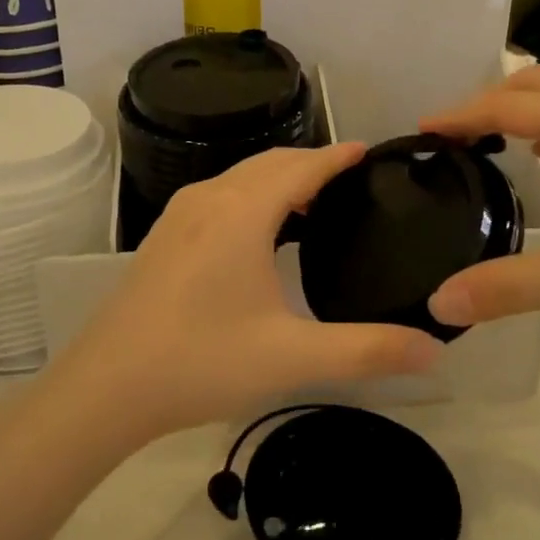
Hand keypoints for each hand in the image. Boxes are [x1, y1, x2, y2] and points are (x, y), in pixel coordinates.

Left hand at [48, 144, 442, 441]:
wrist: (105, 388)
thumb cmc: (202, 362)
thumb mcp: (292, 356)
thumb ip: (368, 350)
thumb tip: (434, 349)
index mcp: (242, 212)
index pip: (302, 167)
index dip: (338, 156)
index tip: (370, 151)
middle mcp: (210, 199)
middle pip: (270, 163)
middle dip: (312, 163)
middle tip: (352, 180)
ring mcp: (180, 216)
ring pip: (241, 177)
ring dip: (280, 179)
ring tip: (314, 204)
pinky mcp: (163, 237)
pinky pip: (220, 195)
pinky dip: (252, 195)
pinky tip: (261, 232)